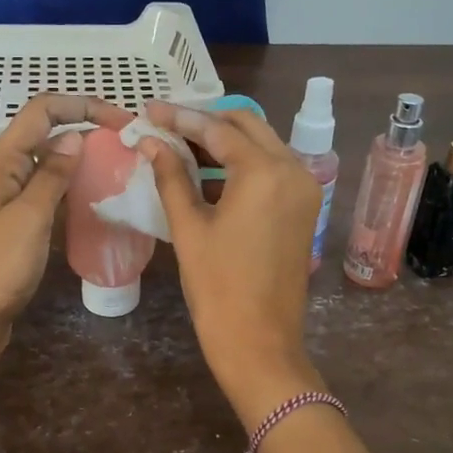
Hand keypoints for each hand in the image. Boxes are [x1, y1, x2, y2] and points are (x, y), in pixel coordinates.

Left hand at [0, 93, 132, 370]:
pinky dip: (71, 187)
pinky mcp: (16, 223)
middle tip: (129, 145)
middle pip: (46, 133)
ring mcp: (8, 198)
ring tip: (120, 167)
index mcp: (0, 161)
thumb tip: (76, 138)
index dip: (82, 106)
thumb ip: (52, 175)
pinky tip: (96, 198)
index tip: (122, 121)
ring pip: (48, 163)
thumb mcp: (29, 217)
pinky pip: (47, 192)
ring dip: (81, 159)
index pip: (42, 111)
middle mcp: (2, 172)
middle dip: (86, 129)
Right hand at [138, 102, 326, 424]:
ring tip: (180, 144)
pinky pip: (272, 169)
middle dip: (205, 121)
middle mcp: (293, 169)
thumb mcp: (189, 228)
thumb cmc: (218, 288)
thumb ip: (171, 177)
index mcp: (265, 172)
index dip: (180, 117)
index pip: (217, 129)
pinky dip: (241, 164)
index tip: (149, 109)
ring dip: (224, 140)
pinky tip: (208, 171)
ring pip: (262, 144)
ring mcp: (304, 188)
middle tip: (165, 124)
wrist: (260, 342)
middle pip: (246, 126)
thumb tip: (150, 143)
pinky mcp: (304, 208)